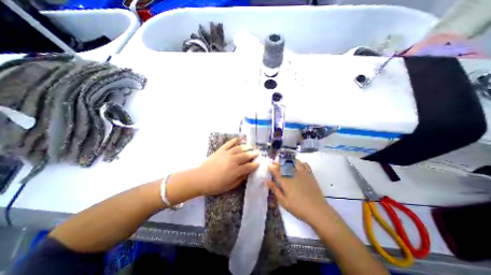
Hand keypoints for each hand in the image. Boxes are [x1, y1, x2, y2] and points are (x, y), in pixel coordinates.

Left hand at [195, 138, 260, 195]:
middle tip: (257, 152)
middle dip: (253, 154)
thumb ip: (240, 179)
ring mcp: (227, 154)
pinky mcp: (220, 151)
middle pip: (246, 155)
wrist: (200, 179)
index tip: (258, 163)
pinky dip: (234, 140)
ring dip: (246, 147)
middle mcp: (233, 160)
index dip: (255, 165)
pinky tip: (238, 138)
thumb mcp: (230, 186)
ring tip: (250, 146)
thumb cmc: (215, 185)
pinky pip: (228, 144)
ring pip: (239, 148)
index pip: (249, 166)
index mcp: (236, 170)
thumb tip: (247, 173)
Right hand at [267, 160, 331, 225]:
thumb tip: (267, 181)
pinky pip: (305, 165)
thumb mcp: (284, 202)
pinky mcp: (310, 175)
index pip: (276, 172)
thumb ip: (275, 190)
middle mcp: (293, 175)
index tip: (268, 165)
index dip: (271, 167)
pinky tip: (298, 162)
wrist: (317, 210)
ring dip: (288, 159)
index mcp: (285, 182)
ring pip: (294, 162)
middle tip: (275, 160)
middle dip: (279, 161)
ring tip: (285, 159)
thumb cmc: (298, 208)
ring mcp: (302, 174)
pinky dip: (301, 162)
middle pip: (284, 165)